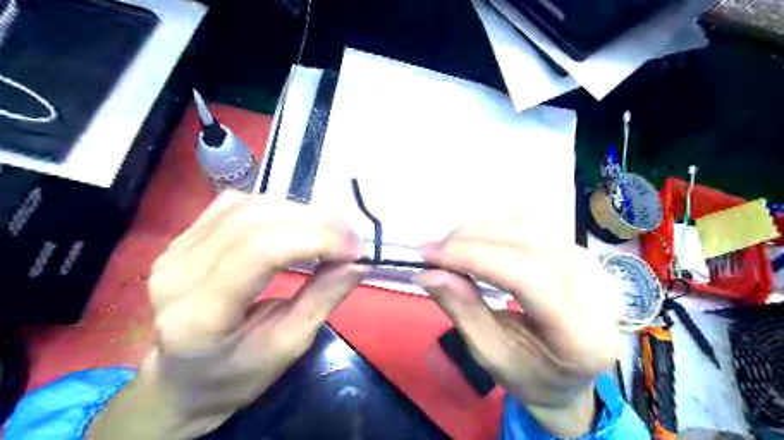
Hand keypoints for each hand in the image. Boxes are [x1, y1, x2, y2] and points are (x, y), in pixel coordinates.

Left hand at [90, 191, 366, 439]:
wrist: (180, 377)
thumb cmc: (234, 375)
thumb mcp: (287, 347)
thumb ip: (322, 299)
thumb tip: (358, 263)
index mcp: (199, 312)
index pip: (261, 249)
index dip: (317, 239)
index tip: (356, 251)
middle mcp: (179, 270)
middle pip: (257, 219)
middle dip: (317, 223)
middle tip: (352, 241)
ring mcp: (176, 247)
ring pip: (250, 205)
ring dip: (302, 212)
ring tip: (332, 232)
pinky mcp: (184, 236)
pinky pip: (238, 204)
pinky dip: (279, 208)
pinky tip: (298, 224)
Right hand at [419, 219, 621, 437]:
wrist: (570, 376)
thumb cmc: (530, 375)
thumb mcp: (490, 355)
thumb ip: (462, 310)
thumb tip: (428, 273)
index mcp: (582, 336)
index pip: (528, 278)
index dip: (475, 258)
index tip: (431, 255)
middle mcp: (598, 294)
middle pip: (528, 247)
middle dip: (472, 242)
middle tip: (433, 251)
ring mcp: (594, 269)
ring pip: (529, 231)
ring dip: (482, 234)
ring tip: (450, 250)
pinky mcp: (582, 255)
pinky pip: (533, 230)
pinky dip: (497, 232)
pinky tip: (477, 246)